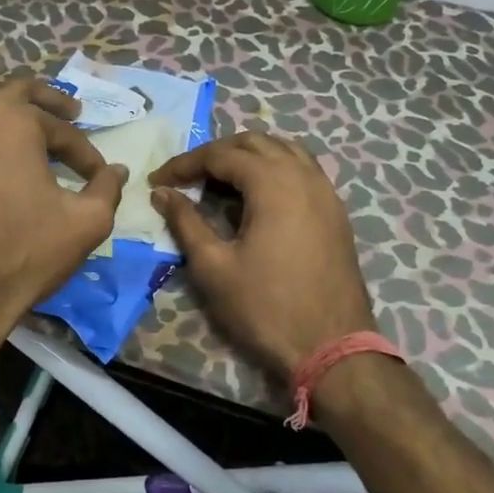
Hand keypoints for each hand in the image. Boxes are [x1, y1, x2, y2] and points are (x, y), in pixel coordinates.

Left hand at [0, 78, 126, 377]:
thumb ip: (106, 188)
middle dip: (45, 105)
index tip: (97, 174)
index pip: (59, 128)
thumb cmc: (25, 255)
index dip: (85, 151)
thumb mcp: (86, 223)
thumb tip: (116, 171)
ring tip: (26, 148)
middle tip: (69, 114)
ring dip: (6, 127)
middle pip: (12, 96)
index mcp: (11, 121)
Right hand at [149, 133, 374, 376]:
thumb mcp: (213, 266)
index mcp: (273, 182)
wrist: (332, 349)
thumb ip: (185, 222)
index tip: (158, 182)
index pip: (220, 155)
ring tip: (220, 181)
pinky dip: (275, 170)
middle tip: (186, 178)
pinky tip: (258, 197)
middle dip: (216, 154)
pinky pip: (303, 171)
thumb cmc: (265, 308)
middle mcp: (304, 175)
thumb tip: (162, 193)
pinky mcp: (336, 212)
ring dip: (249, 156)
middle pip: (254, 143)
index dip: (184, 164)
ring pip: (284, 151)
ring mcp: (326, 192)